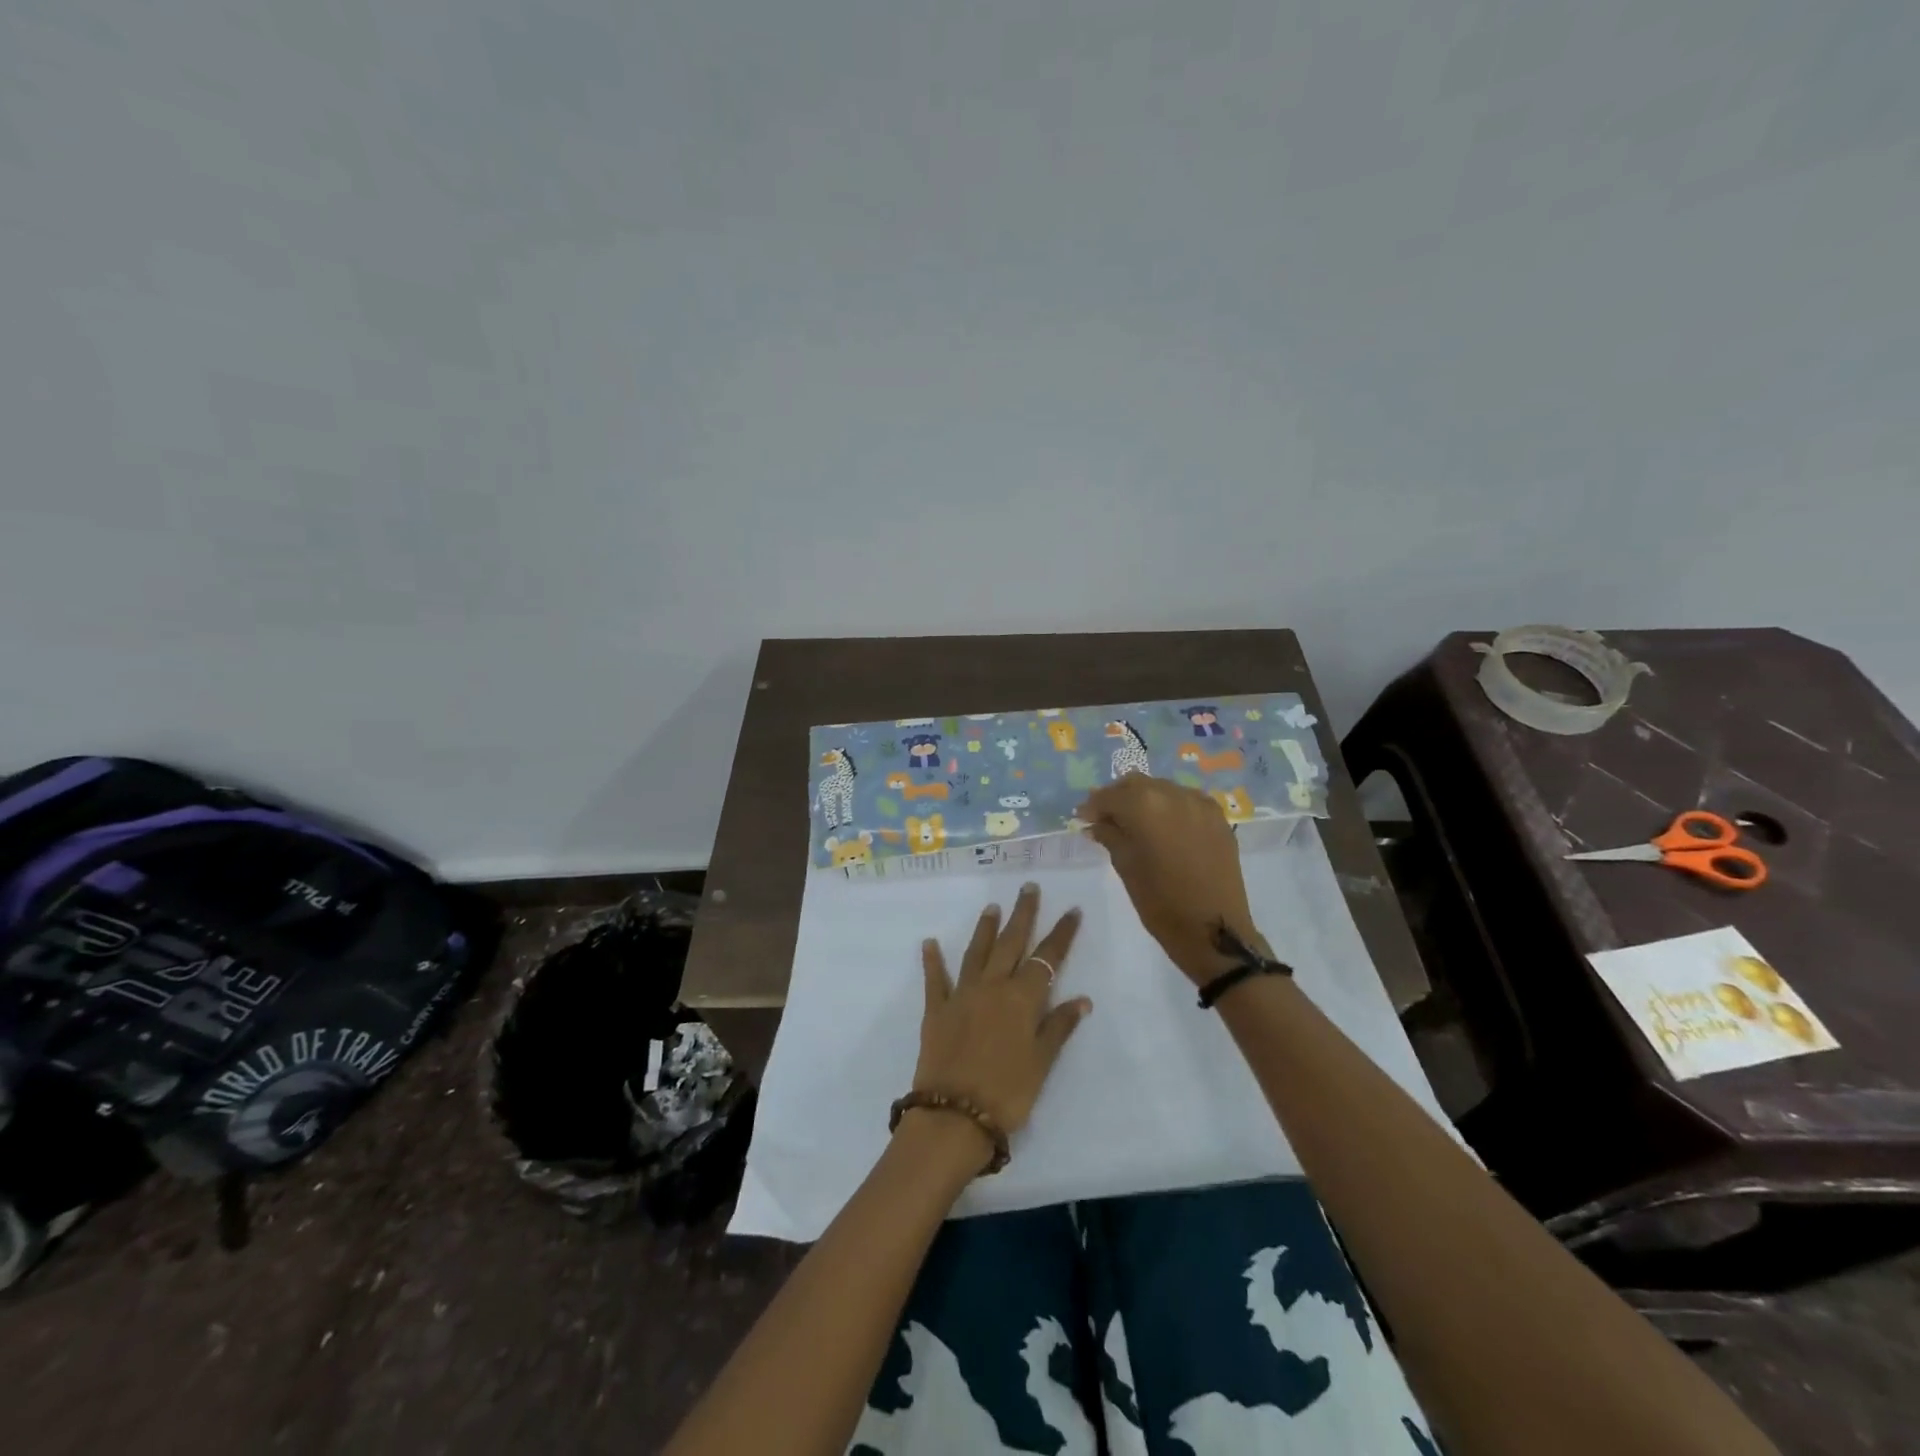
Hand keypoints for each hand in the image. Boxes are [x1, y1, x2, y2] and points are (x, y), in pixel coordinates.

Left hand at [912, 883, 1089, 1150]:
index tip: (1072, 910)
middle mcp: (992, 987)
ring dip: (985, 928)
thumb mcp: (1042, 1064)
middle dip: (1023, 914)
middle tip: (1028, 887)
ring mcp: (962, 995)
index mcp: (1022, 999)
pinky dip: (933, 961)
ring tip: (992, 907)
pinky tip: (929, 943)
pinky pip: (935, 979)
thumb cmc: (1007, 1093)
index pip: (1047, 958)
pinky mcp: (936, 1010)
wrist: (953, 1115)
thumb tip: (1082, 999)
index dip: (1061, 934)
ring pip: (977, 952)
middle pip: (1011, 943)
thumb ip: (1059, 1027)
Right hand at [1077, 774, 1271, 985]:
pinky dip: (1169, 806)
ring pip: (1162, 788)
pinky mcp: (1218, 817)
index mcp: (1145, 806)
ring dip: (1144, 799)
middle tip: (1105, 817)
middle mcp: (1173, 794)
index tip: (1083, 818)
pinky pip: (1186, 800)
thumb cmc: (1161, 903)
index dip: (1093, 806)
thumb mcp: (1126, 867)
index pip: (1110, 796)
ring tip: (1134, 822)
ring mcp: (1200, 803)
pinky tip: (1164, 826)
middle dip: (1118, 797)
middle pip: (1136, 784)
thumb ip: (1110, 836)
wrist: (1214, 930)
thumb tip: (1096, 823)